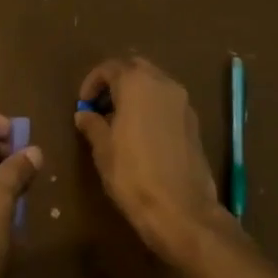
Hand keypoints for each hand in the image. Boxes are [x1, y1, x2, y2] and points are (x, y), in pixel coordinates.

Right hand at [75, 57, 225, 263]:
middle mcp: (163, 83)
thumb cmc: (133, 175)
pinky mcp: (194, 121)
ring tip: (119, 122)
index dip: (92, 82)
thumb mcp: (103, 149)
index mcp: (136, 83)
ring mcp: (183, 101)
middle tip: (101, 107)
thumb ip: (92, 124)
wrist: (181, 210)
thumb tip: (84, 114)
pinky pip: (167, 102)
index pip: (109, 67)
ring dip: (135, 94)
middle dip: (116, 82)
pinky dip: (152, 107)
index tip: (83, 104)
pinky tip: (142, 134)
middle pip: (135, 69)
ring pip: (154, 84)